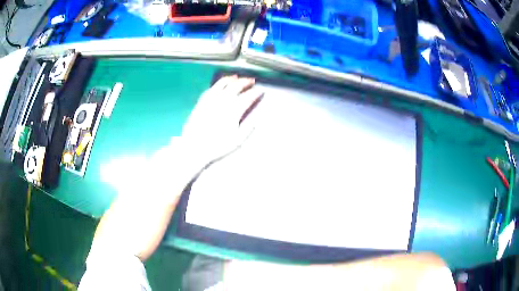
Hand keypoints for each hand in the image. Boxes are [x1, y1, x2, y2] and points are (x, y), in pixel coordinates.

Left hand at [182, 75, 263, 164]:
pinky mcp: (201, 102)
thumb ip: (248, 128)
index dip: (255, 93)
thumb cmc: (217, 146)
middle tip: (251, 81)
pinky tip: (220, 84)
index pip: (247, 97)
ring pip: (222, 84)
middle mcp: (222, 102)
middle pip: (235, 86)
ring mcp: (210, 100)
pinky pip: (211, 89)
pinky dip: (217, 84)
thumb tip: (257, 118)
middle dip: (245, 82)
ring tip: (236, 77)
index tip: (260, 92)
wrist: (194, 148)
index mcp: (233, 111)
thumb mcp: (237, 140)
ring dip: (231, 79)